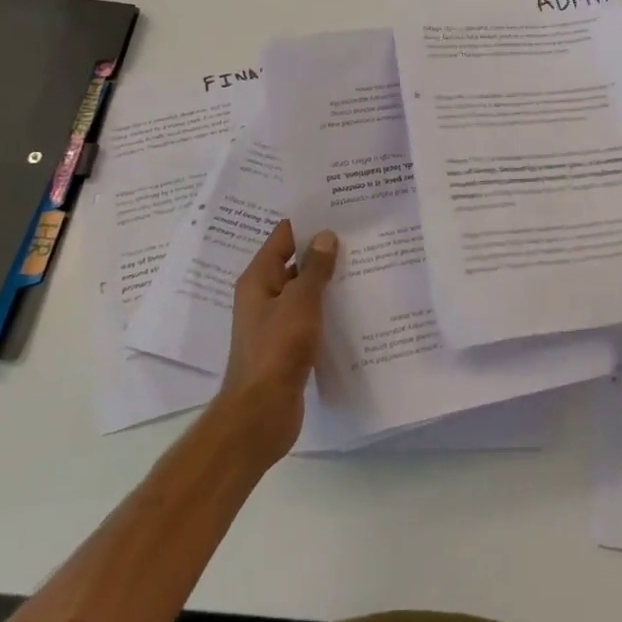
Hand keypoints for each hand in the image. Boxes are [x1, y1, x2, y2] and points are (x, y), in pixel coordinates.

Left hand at [216, 221, 336, 462]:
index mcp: (258, 279)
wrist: (261, 414)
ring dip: (327, 280)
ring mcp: (275, 322)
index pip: (282, 237)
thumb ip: (314, 269)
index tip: (338, 208)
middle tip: (359, 233)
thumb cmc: (277, 350)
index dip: (308, 221)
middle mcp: (262, 296)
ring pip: (304, 291)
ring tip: (364, 263)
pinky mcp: (287, 345)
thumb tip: (325, 236)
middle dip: (322, 250)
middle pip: (294, 262)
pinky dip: (327, 308)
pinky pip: (310, 316)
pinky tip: (354, 305)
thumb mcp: (300, 302)